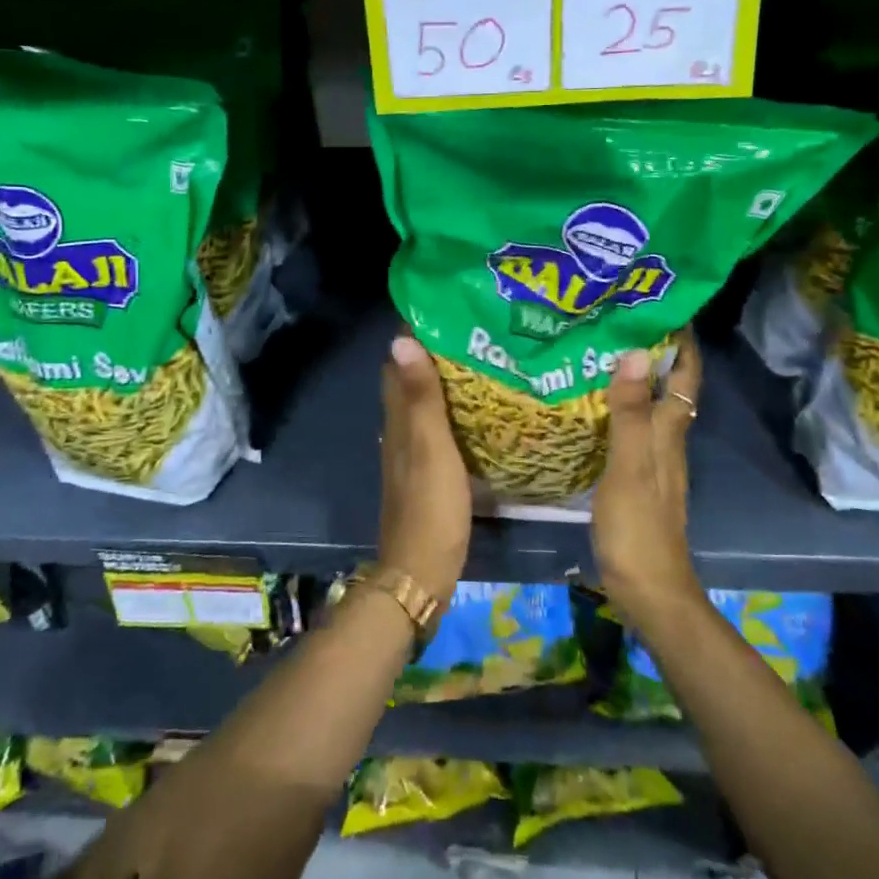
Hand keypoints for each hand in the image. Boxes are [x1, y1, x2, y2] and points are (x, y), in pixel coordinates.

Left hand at [378, 336, 472, 603]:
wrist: (421, 571)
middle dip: (433, 351)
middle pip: (410, 378)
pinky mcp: (427, 470)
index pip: (397, 362)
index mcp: (398, 418)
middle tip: (472, 329)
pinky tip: (477, 409)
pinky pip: (436, 425)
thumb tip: (400, 339)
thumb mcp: (431, 447)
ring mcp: (411, 451)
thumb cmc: (430, 506)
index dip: (414, 332)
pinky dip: (451, 408)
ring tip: (480, 358)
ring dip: (443, 379)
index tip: (444, 308)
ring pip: (423, 401)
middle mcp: (399, 428)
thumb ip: (421, 397)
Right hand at [591, 331, 703, 628]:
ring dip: (635, 377)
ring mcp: (652, 460)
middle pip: (669, 387)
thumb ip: (631, 412)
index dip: (682, 343)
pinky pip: (631, 428)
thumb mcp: (629, 466)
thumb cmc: (638, 526)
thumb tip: (637, 352)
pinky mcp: (635, 476)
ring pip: (649, 406)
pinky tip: (592, 404)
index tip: (664, 305)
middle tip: (619, 320)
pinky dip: (618, 406)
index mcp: (668, 432)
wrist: (648, 588)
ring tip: (601, 350)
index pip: (685, 377)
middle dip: (654, 352)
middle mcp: (666, 440)